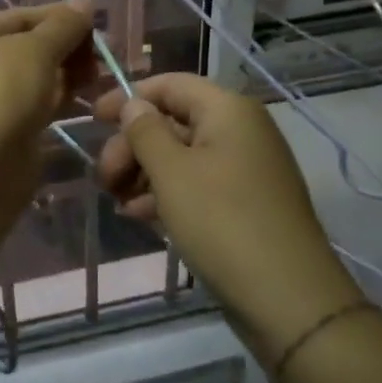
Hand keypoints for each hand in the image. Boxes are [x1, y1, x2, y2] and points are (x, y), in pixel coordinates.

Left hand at [0, 2, 96, 146]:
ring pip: (36, 77)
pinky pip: (37, 105)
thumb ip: (64, 26)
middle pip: (30, 46)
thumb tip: (84, 4)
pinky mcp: (5, 129)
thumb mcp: (36, 48)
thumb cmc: (2, 90)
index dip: (60, 18)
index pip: (22, 16)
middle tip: (102, 55)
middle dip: (67, 48)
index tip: (97, 25)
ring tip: (98, 76)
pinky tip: (86, 98)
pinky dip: (60, 99)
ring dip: (67, 74)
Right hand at [94, 74, 364, 363]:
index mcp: (228, 110)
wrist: (288, 298)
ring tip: (118, 202)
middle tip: (104, 178)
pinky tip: (140, 216)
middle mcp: (241, 130)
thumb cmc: (222, 222)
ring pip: (183, 155)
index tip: (93, 120)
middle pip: (174, 121)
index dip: (129, 97)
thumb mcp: (171, 173)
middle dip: (133, 145)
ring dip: (145, 173)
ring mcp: (247, 168)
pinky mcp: (247, 202)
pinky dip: (168, 193)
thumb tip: (135, 105)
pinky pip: (199, 183)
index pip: (170, 84)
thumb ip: (146, 131)